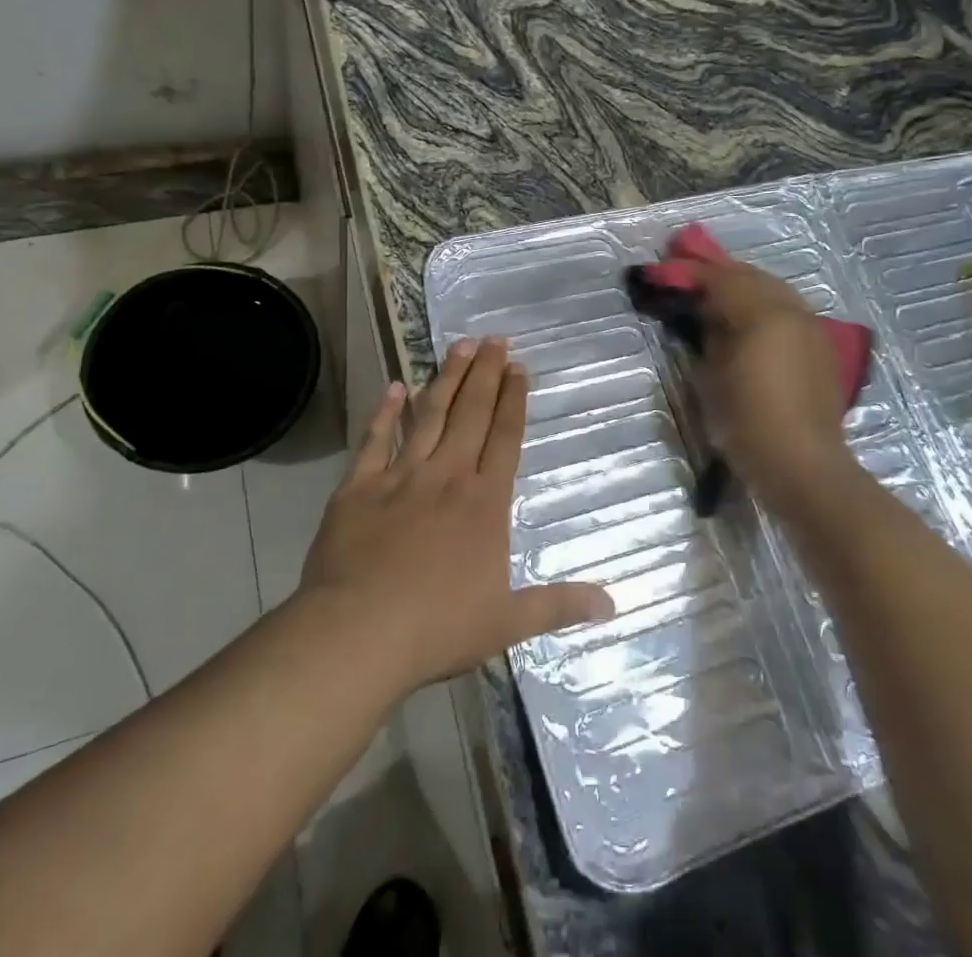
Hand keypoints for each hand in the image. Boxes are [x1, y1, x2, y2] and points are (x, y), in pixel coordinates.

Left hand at [297, 338, 614, 694]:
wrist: (357, 633)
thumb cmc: (437, 628)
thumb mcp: (507, 622)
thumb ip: (559, 606)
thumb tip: (613, 605)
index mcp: (484, 503)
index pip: (505, 438)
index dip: (514, 400)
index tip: (519, 367)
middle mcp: (447, 477)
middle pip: (471, 414)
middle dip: (485, 373)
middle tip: (495, 338)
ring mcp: (400, 476)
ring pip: (429, 415)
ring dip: (446, 378)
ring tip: (460, 345)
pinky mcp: (358, 486)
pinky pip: (374, 440)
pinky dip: (384, 412)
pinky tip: (393, 386)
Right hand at [692, 258, 857, 511]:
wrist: (803, 466)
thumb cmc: (747, 424)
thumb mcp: (711, 379)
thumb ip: (708, 336)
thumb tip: (704, 313)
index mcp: (763, 315)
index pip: (722, 280)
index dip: (691, 273)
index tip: (666, 271)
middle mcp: (792, 312)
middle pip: (752, 277)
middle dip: (721, 274)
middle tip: (691, 277)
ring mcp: (812, 328)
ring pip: (775, 290)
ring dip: (745, 287)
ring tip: (718, 295)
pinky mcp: (822, 346)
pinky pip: (789, 310)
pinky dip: (766, 305)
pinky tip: (750, 320)